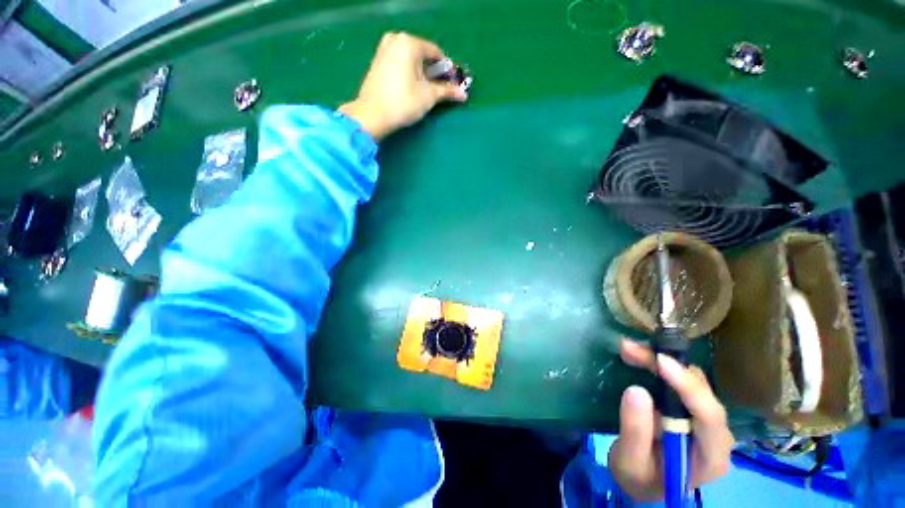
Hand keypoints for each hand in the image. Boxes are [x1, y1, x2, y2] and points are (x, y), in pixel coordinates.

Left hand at [339, 32, 467, 140]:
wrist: (372, 115)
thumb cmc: (403, 102)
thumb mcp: (428, 96)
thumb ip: (447, 91)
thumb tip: (463, 94)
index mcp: (409, 43)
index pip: (436, 53)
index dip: (447, 70)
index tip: (452, 85)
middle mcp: (395, 40)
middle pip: (423, 55)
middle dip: (433, 72)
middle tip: (438, 90)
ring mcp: (383, 49)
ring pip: (411, 60)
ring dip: (421, 73)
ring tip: (424, 91)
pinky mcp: (377, 62)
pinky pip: (400, 63)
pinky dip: (408, 73)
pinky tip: (410, 88)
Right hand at [609, 339, 734, 500]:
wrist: (643, 482)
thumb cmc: (638, 478)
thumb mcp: (629, 462)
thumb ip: (635, 432)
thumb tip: (636, 390)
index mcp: (710, 457)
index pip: (710, 417)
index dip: (688, 387)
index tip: (660, 362)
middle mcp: (716, 435)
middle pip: (702, 393)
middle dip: (668, 367)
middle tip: (630, 350)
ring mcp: (705, 421)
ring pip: (693, 381)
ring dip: (661, 362)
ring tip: (629, 350)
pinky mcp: (691, 410)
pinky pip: (681, 381)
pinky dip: (660, 366)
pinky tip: (640, 357)